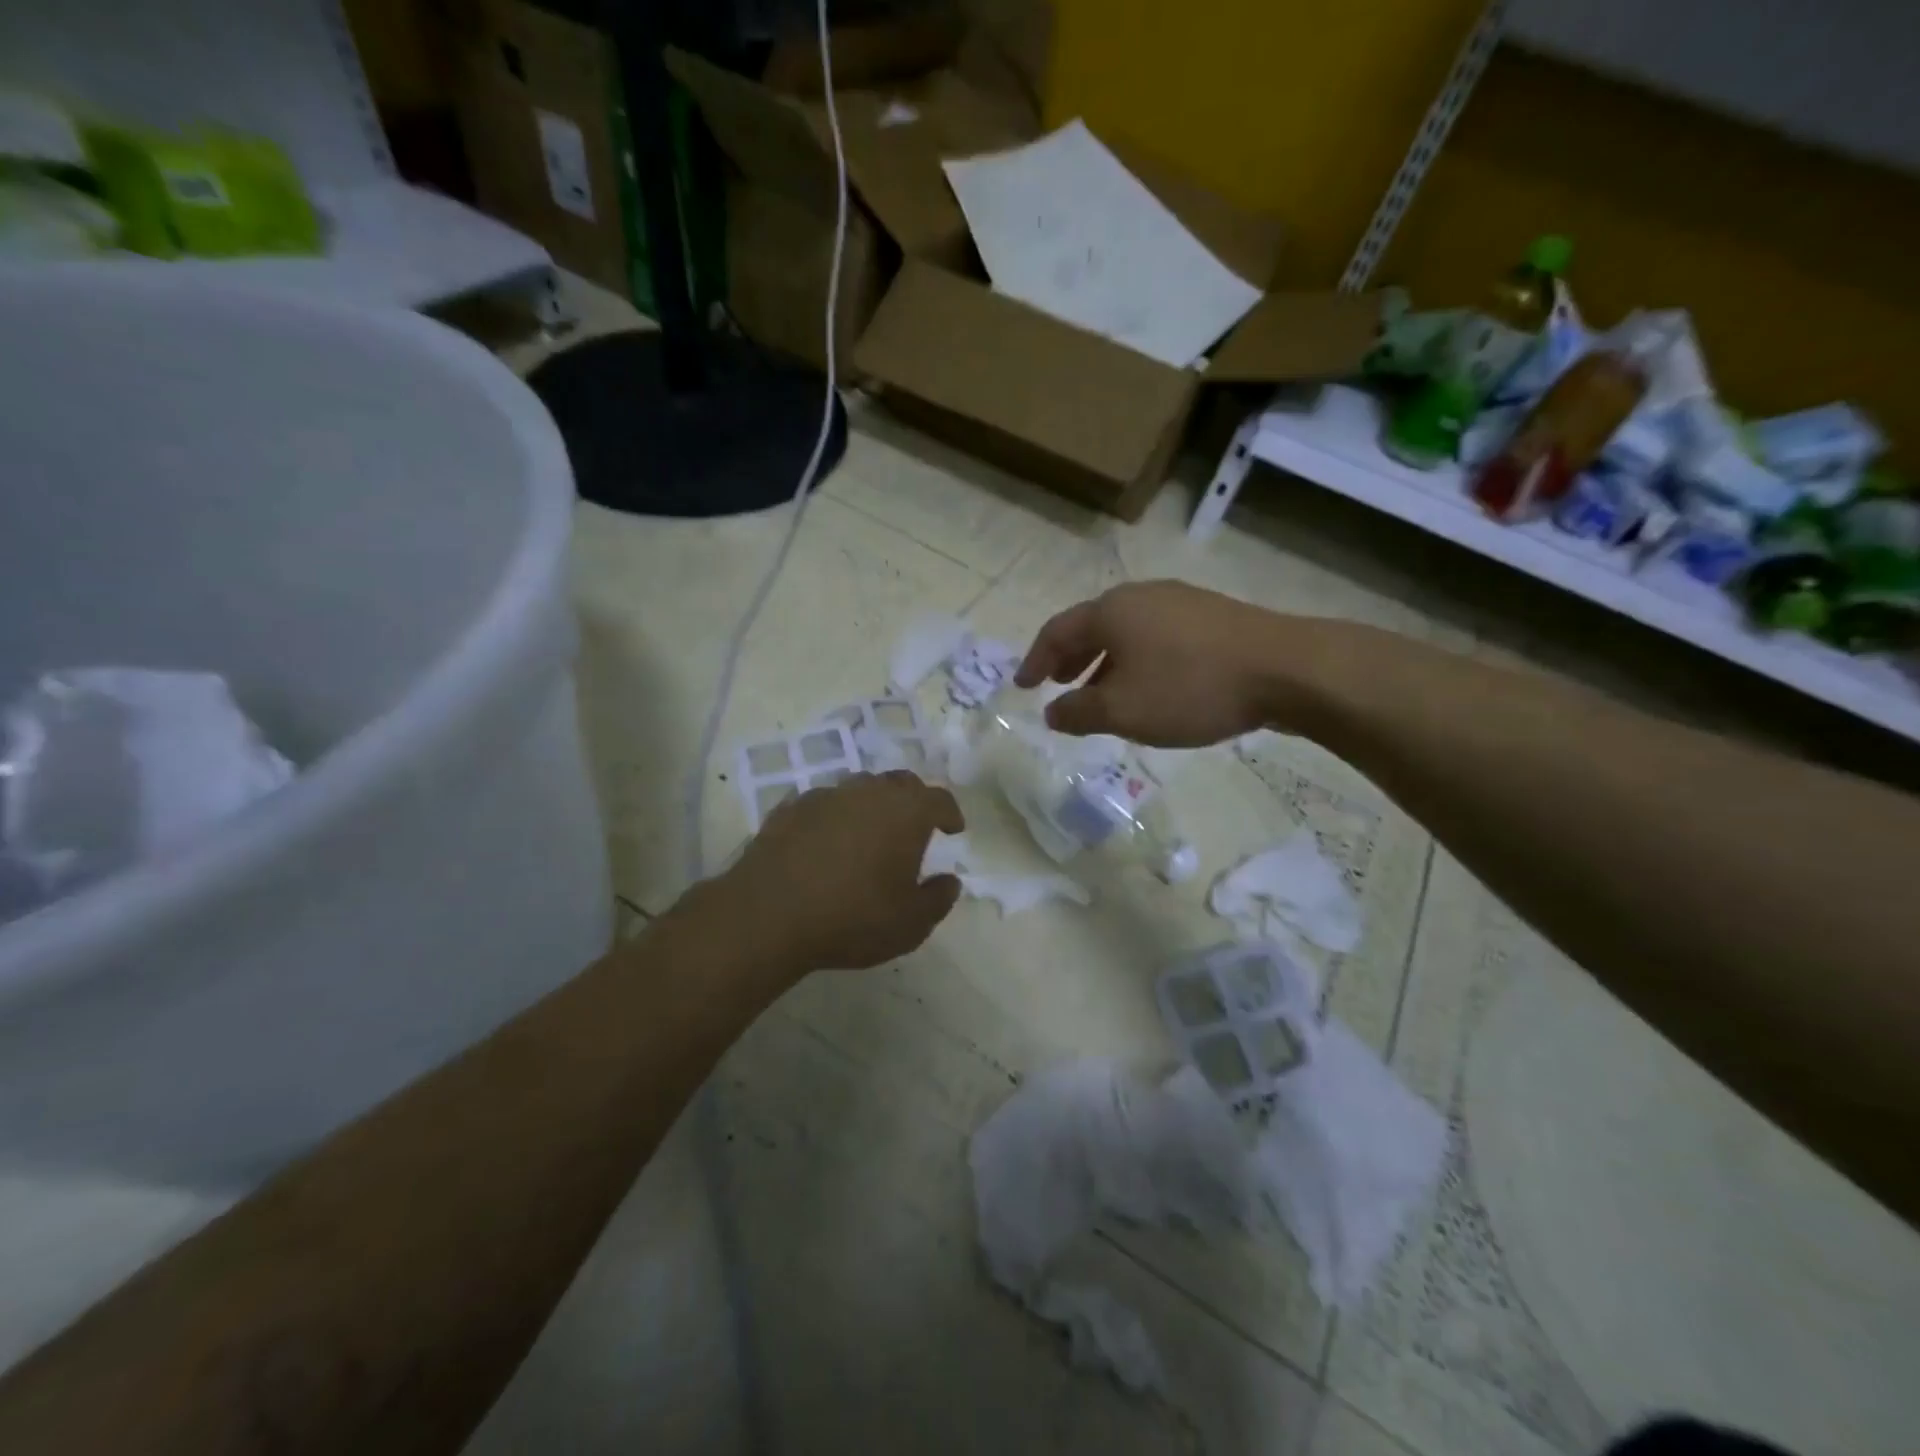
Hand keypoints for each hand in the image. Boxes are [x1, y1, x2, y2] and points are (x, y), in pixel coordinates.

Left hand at [723, 771, 964, 974]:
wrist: (768, 914)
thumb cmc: (853, 918)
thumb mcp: (910, 923)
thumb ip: (938, 899)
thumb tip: (950, 881)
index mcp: (906, 812)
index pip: (939, 800)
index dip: (950, 813)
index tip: (953, 829)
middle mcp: (868, 792)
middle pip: (900, 784)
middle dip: (913, 801)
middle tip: (915, 828)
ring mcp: (826, 796)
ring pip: (860, 789)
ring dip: (873, 806)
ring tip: (870, 834)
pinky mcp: (790, 808)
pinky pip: (824, 805)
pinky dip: (835, 817)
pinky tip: (828, 843)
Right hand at [1016, 581, 1319, 746]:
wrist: (1284, 669)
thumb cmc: (1189, 688)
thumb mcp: (1123, 711)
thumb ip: (1079, 712)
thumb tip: (1052, 713)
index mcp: (1111, 611)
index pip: (1057, 631)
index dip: (1035, 660)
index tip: (1023, 686)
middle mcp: (1140, 596)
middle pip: (1092, 625)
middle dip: (1070, 658)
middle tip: (1058, 684)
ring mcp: (1179, 601)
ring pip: (1126, 631)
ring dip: (1104, 661)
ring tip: (1101, 691)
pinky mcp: (1210, 615)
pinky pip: (1156, 636)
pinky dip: (1137, 659)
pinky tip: (1150, 686)